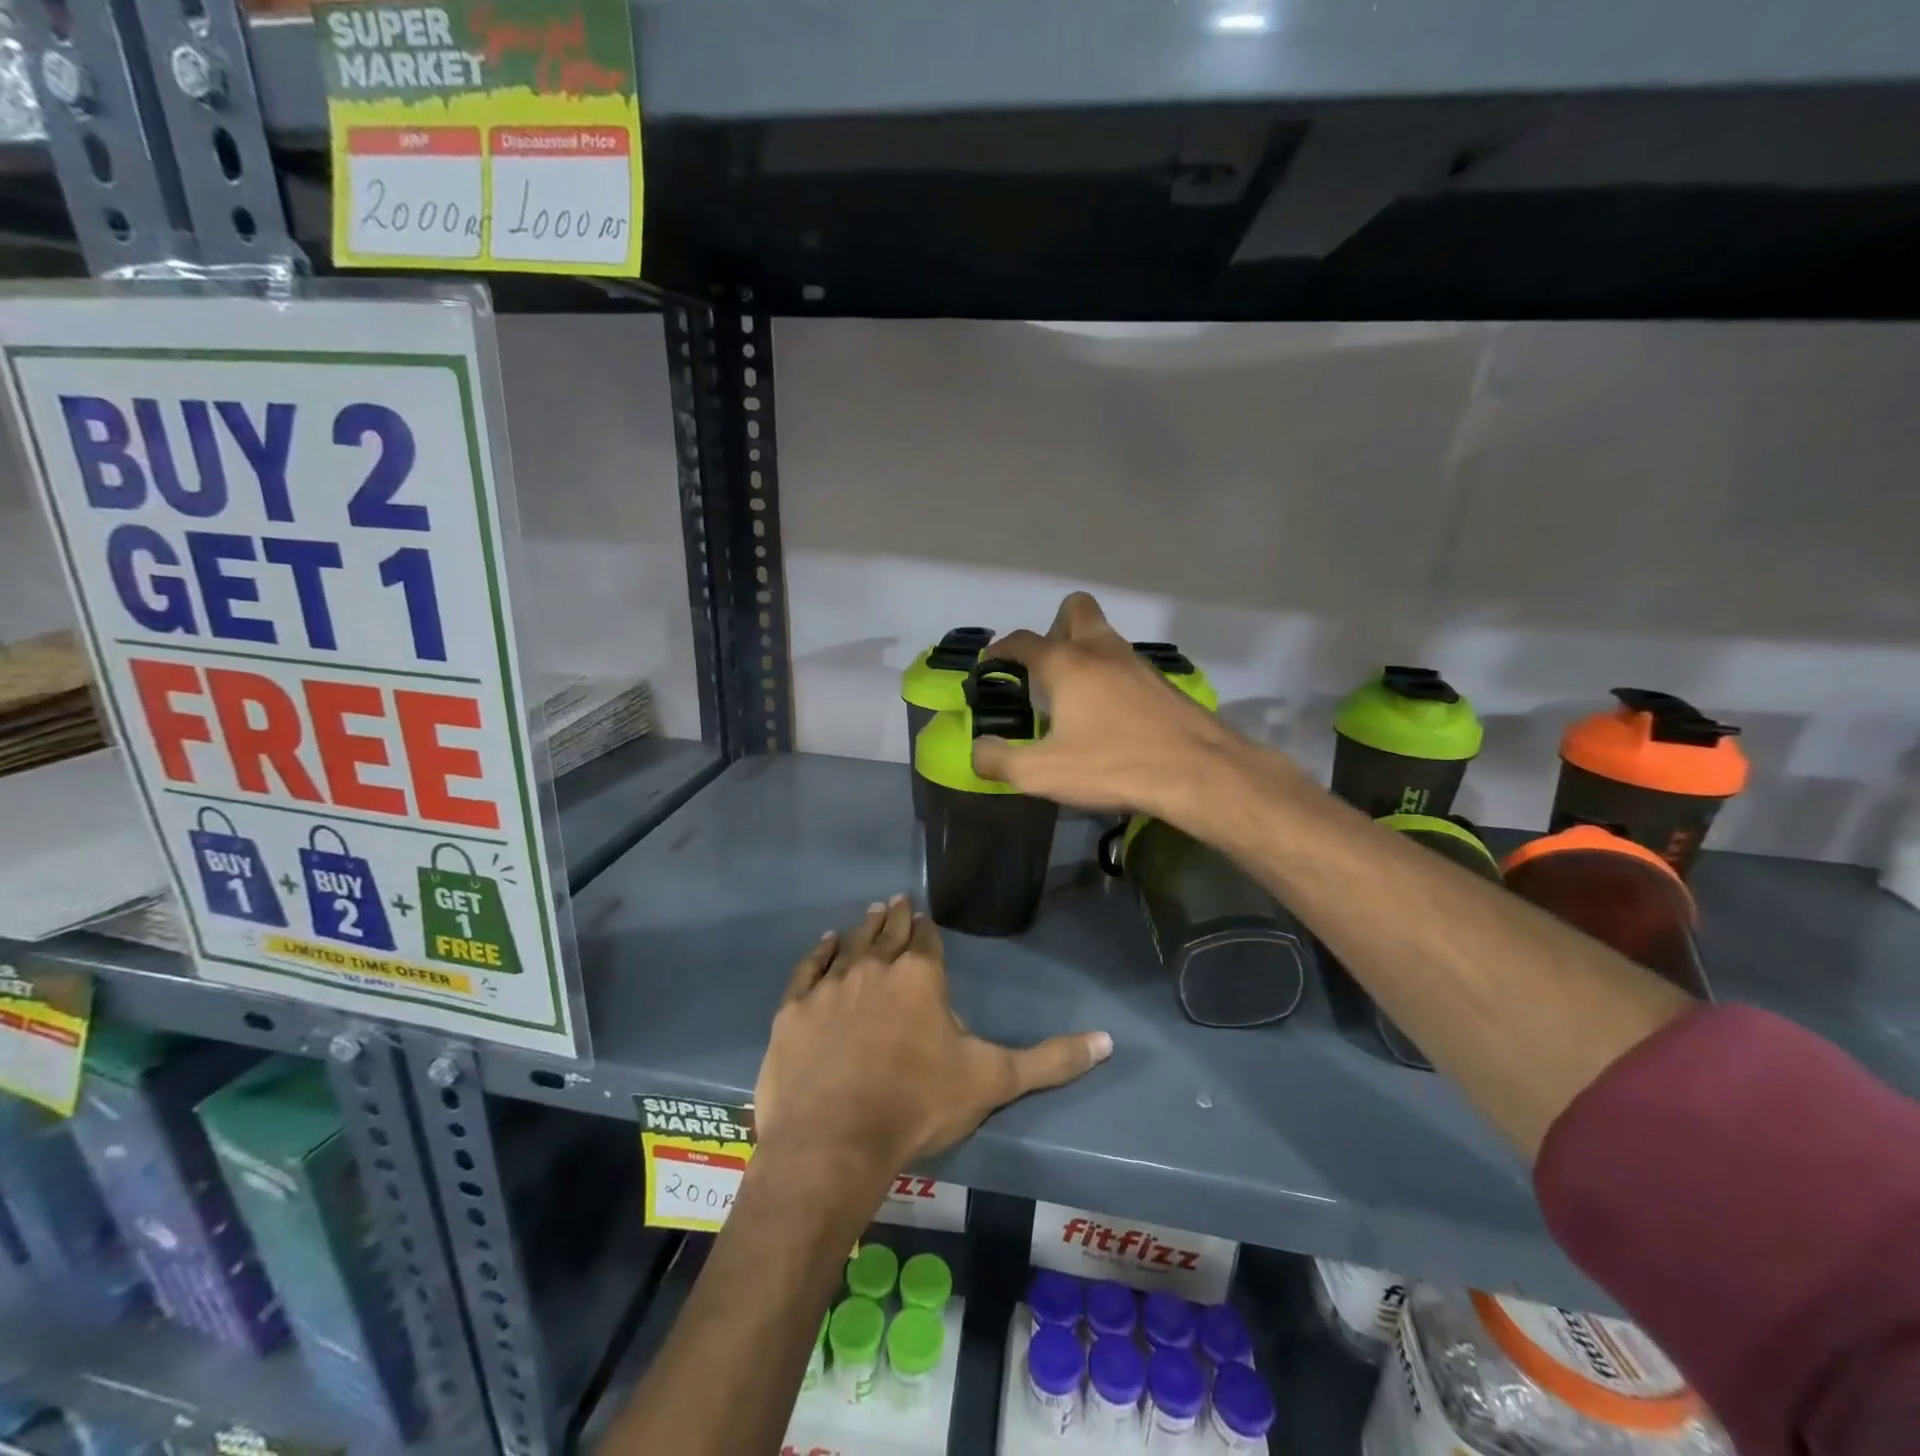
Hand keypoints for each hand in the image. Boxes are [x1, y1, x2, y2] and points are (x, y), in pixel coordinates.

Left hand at [753, 897, 1110, 1180]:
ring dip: (865, 927)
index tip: (927, 920)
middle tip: (899, 902)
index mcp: (921, 976)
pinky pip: (809, 968)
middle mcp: (876, 967)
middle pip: (890, 933)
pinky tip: (826, 941)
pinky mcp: (794, 1009)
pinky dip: (820, 952)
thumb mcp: (993, 1081)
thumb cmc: (918, 1106)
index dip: (929, 931)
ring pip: (852, 943)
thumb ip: (1050, 1060)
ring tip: (875, 911)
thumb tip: (1108, 1041)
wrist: (834, 1142)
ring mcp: (831, 985)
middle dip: (898, 918)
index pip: (928, 940)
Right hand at [972, 592, 1242, 818]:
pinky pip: (1125, 665)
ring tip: (1072, 699)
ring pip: (1104, 638)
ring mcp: (1137, 664)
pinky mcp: (1161, 684)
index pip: (1023, 641)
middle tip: (1043, 669)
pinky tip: (1108, 716)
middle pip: (1075, 611)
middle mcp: (1101, 651)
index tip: (991, 664)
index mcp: (1066, 664)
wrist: (1199, 772)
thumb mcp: (1043, 773)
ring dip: (1083, 654)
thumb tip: (978, 750)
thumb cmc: (1114, 765)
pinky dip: (1109, 677)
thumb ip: (999, 761)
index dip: (1000, 650)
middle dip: (1053, 629)